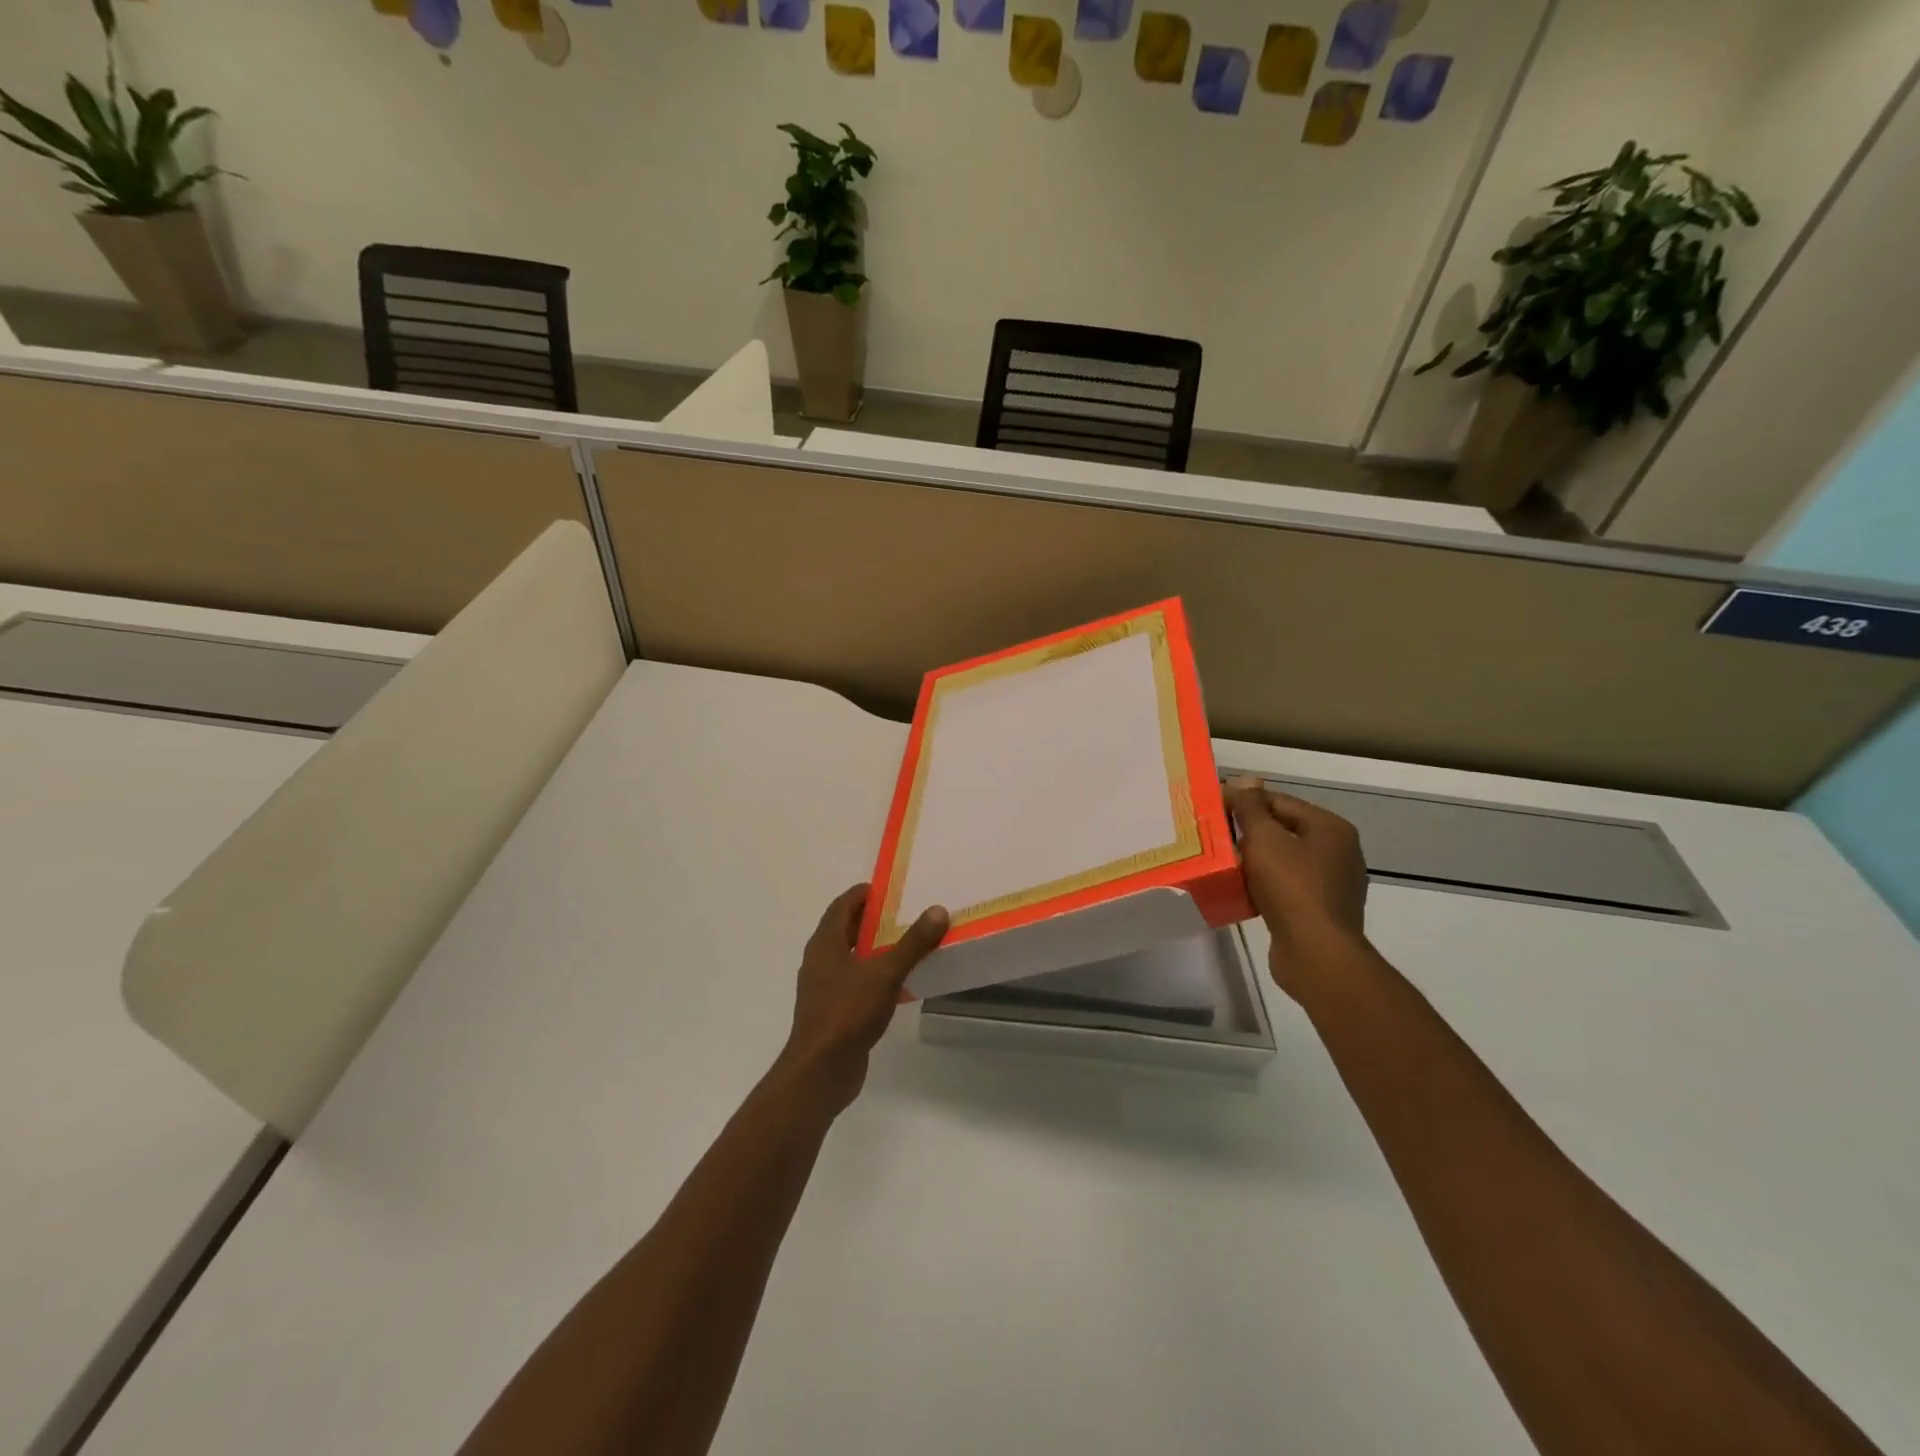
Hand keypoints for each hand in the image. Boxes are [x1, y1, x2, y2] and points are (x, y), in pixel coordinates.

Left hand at [777, 884, 948, 1111]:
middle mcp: (820, 961)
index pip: (841, 906)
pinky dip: (873, 973)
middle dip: (870, 919)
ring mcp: (824, 988)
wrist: (821, 1070)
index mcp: (825, 944)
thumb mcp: (885, 974)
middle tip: (902, 913)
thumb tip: (937, 910)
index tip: (885, 889)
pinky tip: (897, 982)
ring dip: (873, 947)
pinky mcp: (832, 1011)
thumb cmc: (848, 1012)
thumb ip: (912, 943)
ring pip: (849, 957)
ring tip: (905, 943)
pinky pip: (854, 981)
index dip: (861, 895)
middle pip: (844, 930)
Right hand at [1226, 778, 1371, 1002]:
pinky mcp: (1321, 911)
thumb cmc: (1291, 888)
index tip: (1213, 809)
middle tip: (1214, 837)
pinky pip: (1286, 888)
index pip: (1280, 801)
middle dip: (1249, 833)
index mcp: (1331, 828)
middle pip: (1283, 830)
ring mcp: (1333, 884)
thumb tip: (1244, 780)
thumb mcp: (1264, 839)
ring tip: (1223, 864)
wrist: (1316, 954)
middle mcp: (1338, 852)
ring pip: (1283, 861)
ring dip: (1254, 862)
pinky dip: (1264, 886)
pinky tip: (1241, 892)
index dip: (1245, 802)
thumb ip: (1251, 808)